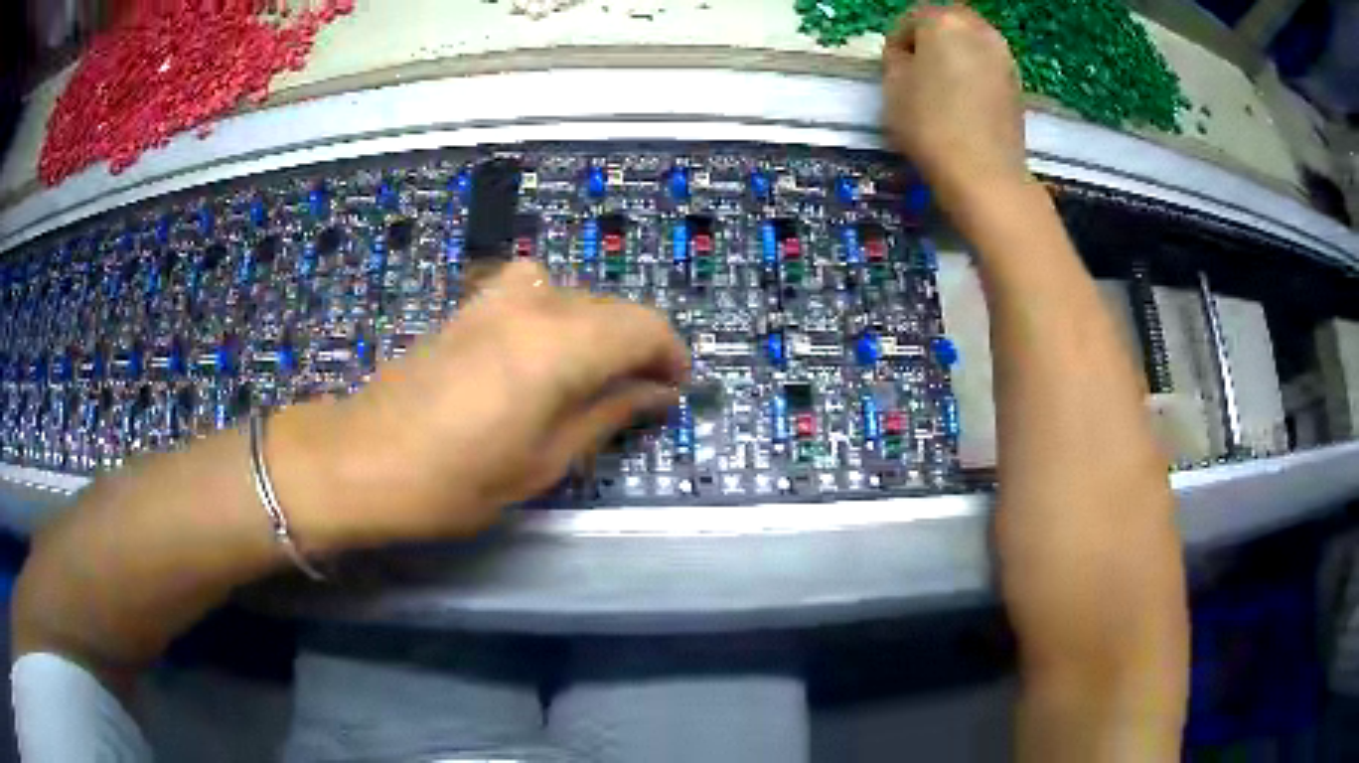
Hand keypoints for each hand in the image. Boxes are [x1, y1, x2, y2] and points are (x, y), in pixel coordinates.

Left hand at [275, 261, 689, 547]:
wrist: (363, 459)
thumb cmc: (456, 480)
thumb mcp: (544, 461)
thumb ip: (608, 415)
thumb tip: (657, 393)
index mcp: (559, 346)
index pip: (644, 326)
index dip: (670, 354)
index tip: (673, 389)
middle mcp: (534, 305)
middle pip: (611, 307)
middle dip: (635, 346)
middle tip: (635, 396)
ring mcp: (496, 298)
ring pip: (574, 295)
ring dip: (595, 329)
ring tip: (586, 376)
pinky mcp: (469, 305)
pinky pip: (533, 292)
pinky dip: (556, 316)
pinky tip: (536, 356)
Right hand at [882, 6, 1029, 206]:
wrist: (984, 173)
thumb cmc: (930, 125)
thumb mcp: (892, 86)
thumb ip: (897, 58)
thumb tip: (909, 56)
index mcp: (943, 21)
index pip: (910, 19)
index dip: (897, 43)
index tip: (894, 69)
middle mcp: (979, 29)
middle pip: (947, 23)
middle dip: (931, 41)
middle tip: (919, 73)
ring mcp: (1004, 56)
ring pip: (971, 44)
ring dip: (956, 56)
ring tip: (944, 89)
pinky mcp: (1018, 83)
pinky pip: (988, 66)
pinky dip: (976, 74)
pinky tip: (967, 102)